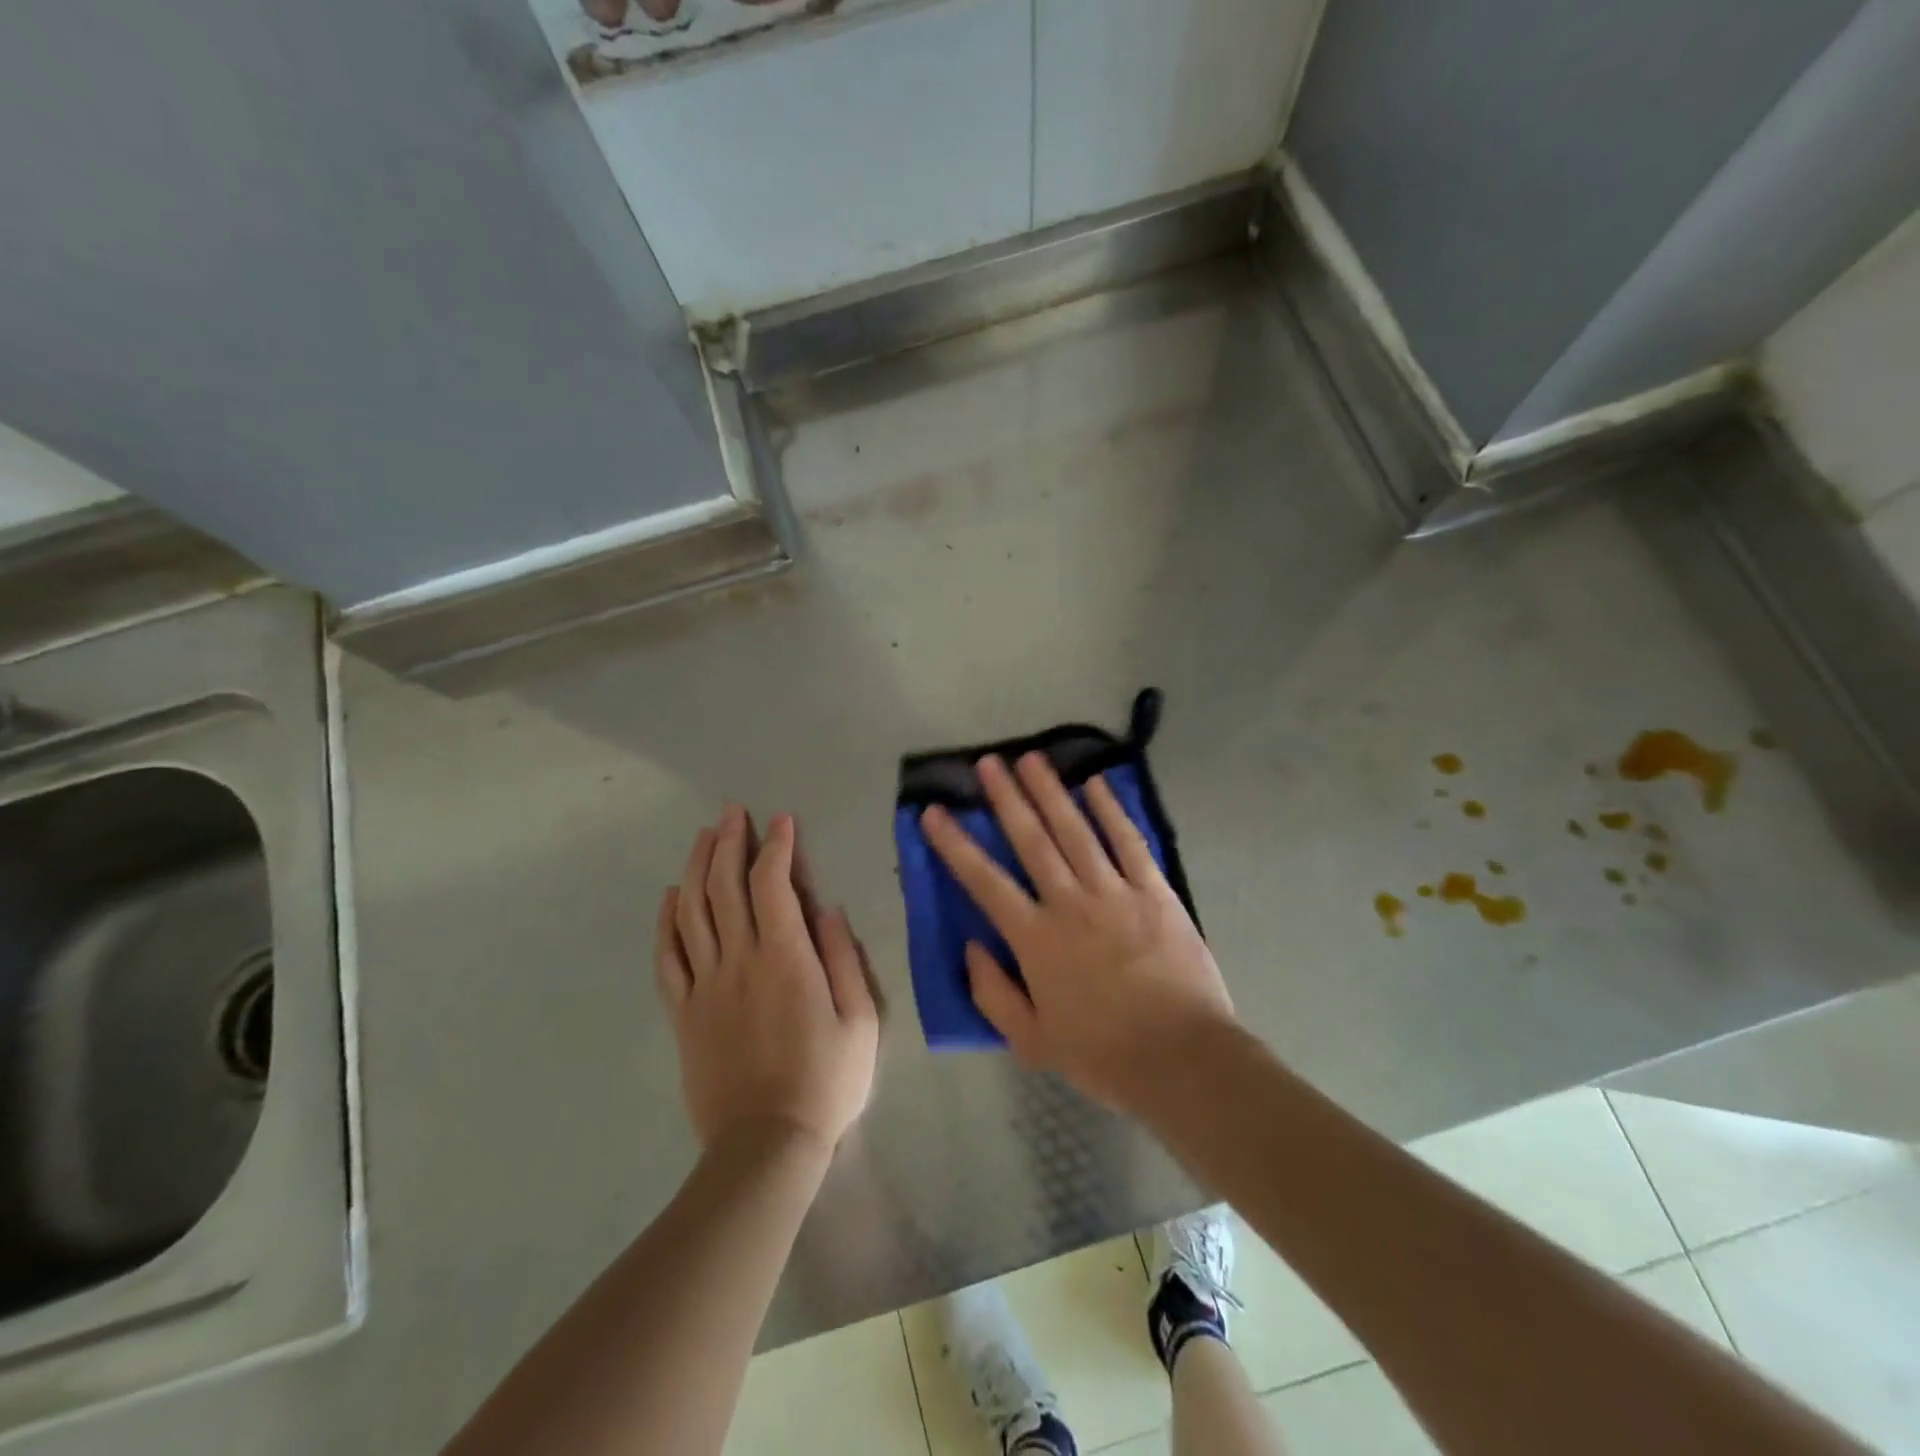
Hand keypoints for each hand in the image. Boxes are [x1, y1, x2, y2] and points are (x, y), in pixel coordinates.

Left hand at [655, 807, 879, 1152]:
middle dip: (729, 842)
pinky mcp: (684, 1012)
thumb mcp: (860, 1020)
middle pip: (725, 887)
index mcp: (785, 957)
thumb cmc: (825, 1081)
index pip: (774, 884)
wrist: (765, 1144)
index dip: (776, 846)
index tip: (781, 821)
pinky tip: (670, 897)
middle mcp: (739, 960)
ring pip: (692, 912)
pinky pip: (668, 957)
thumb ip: (843, 959)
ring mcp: (705, 985)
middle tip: (732, 812)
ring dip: (696, 867)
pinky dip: (666, 921)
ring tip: (703, 836)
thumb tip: (828, 909)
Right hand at [919, 753, 1234, 1111]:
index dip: (955, 844)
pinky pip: (1128, 841)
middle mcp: (1069, 902)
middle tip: (989, 763)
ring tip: (1031, 759)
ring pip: (1075, 830)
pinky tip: (1096, 784)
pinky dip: (1111, 810)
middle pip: (1031, 840)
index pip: (984, 881)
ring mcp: (1114, 891)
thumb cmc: (1102, 1054)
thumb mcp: (1031, 1041)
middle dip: (1006, 798)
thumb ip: (993, 993)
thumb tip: (971, 947)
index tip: (934, 812)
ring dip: (1051, 792)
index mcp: (1035, 939)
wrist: (1181, 1058)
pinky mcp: (1154, 891)